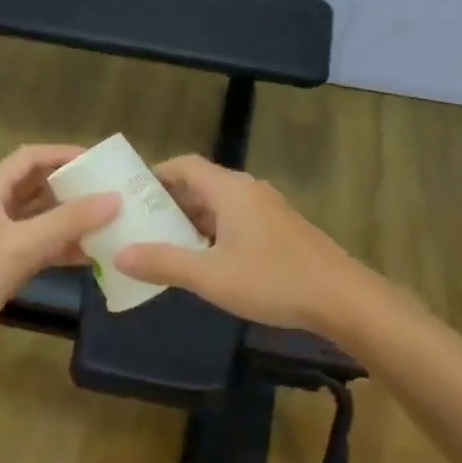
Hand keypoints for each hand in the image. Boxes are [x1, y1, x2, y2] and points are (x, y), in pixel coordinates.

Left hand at [0, 145, 118, 370]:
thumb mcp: (20, 246)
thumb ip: (68, 221)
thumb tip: (116, 199)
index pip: (31, 158)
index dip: (65, 154)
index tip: (101, 161)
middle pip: (39, 185)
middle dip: (74, 186)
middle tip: (113, 189)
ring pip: (43, 218)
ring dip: (73, 219)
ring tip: (112, 220)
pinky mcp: (5, 268)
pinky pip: (42, 247)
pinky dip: (66, 248)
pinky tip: (94, 255)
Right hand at [114, 155, 373, 335]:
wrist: (341, 297)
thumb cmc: (272, 280)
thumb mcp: (211, 276)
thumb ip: (164, 263)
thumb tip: (120, 254)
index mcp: (231, 190)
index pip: (185, 165)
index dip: (155, 175)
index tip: (128, 196)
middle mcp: (248, 191)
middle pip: (200, 185)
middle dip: (168, 203)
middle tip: (138, 226)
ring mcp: (267, 210)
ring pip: (219, 206)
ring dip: (191, 221)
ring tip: (162, 246)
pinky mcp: (279, 230)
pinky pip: (236, 221)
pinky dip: (213, 233)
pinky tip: (204, 262)